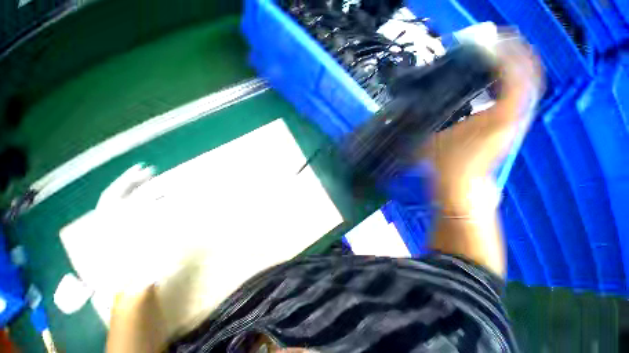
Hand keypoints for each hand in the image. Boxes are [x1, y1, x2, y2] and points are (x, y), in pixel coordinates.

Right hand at [422, 36, 542, 211]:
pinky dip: (514, 80)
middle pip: (529, 73)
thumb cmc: (447, 164)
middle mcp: (515, 114)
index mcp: (499, 114)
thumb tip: (422, 100)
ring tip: (498, 52)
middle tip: (496, 39)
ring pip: (529, 83)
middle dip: (516, 52)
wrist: (462, 186)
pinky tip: (498, 77)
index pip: (514, 72)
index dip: (504, 51)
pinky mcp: (511, 126)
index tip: (487, 40)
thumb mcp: (432, 136)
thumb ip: (431, 115)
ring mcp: (516, 120)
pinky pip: (521, 95)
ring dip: (517, 64)